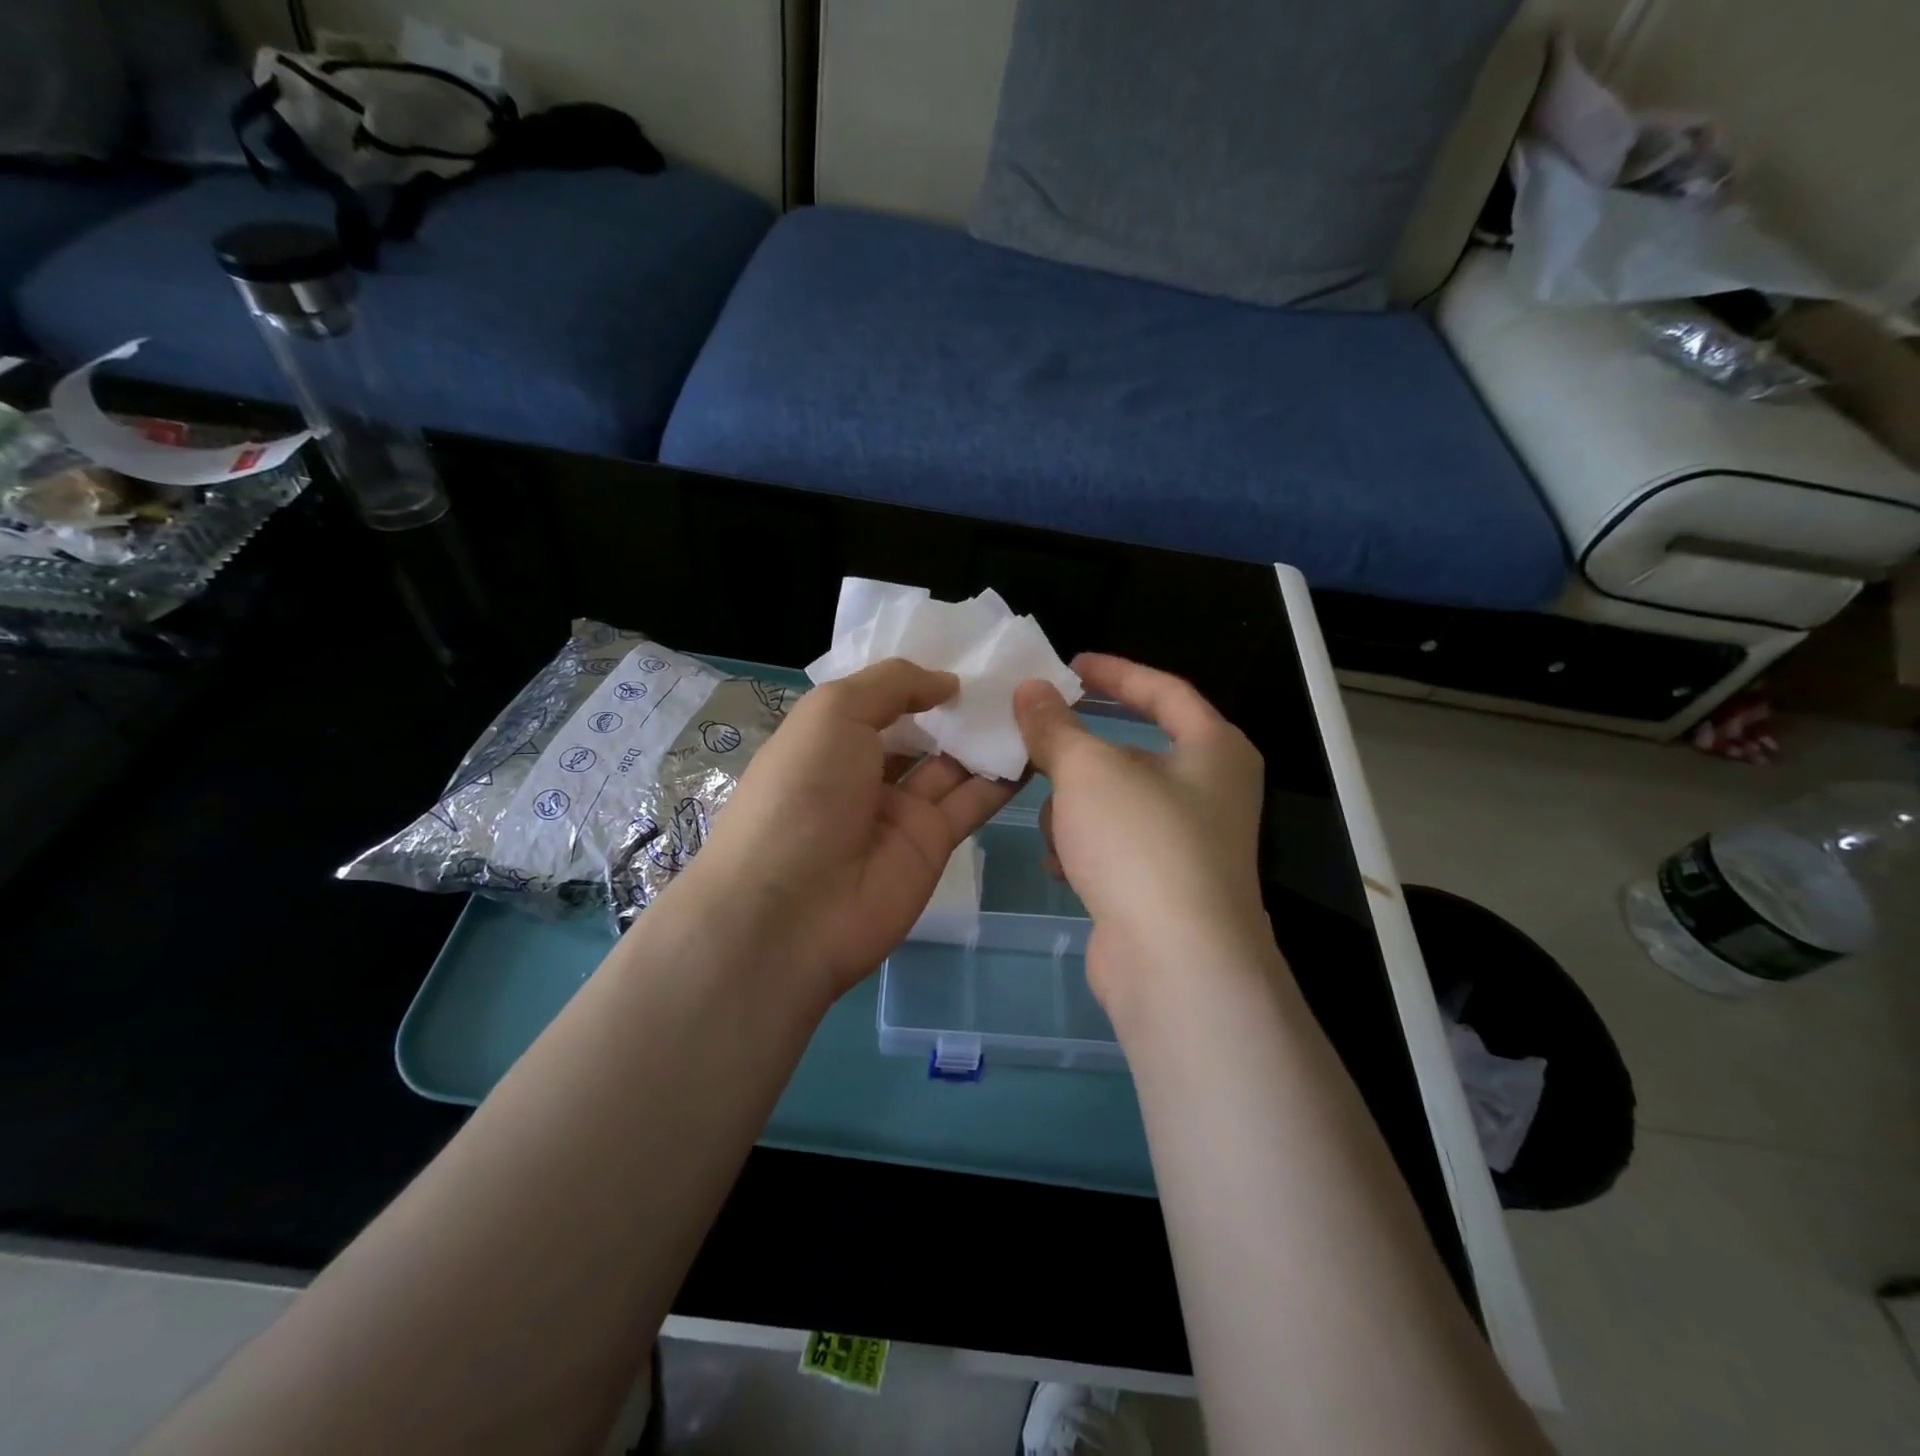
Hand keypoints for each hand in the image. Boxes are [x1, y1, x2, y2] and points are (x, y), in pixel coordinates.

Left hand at [687, 658, 1016, 999]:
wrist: (791, 911)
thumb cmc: (802, 792)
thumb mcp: (833, 713)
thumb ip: (891, 685)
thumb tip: (946, 681)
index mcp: (831, 736)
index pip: (883, 697)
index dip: (921, 675)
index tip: (970, 648)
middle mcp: (865, 770)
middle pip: (923, 729)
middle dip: (962, 703)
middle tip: (1016, 671)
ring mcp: (901, 809)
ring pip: (954, 762)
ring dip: (989, 734)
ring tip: (1037, 700)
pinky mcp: (933, 843)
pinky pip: (973, 800)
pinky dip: (1003, 775)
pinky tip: (1037, 744)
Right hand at [1014, 653, 1269, 1013]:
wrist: (1175, 964)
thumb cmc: (1141, 843)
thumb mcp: (1088, 770)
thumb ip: (1055, 725)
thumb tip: (1031, 689)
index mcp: (1214, 750)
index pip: (1164, 690)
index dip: (1115, 672)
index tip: (1069, 665)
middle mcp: (1211, 792)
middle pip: (1132, 752)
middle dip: (1079, 756)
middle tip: (1034, 744)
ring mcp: (1189, 844)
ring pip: (1114, 802)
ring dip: (1075, 809)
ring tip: (1056, 827)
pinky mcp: (1164, 887)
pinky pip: (1113, 846)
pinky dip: (1085, 848)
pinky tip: (1064, 867)